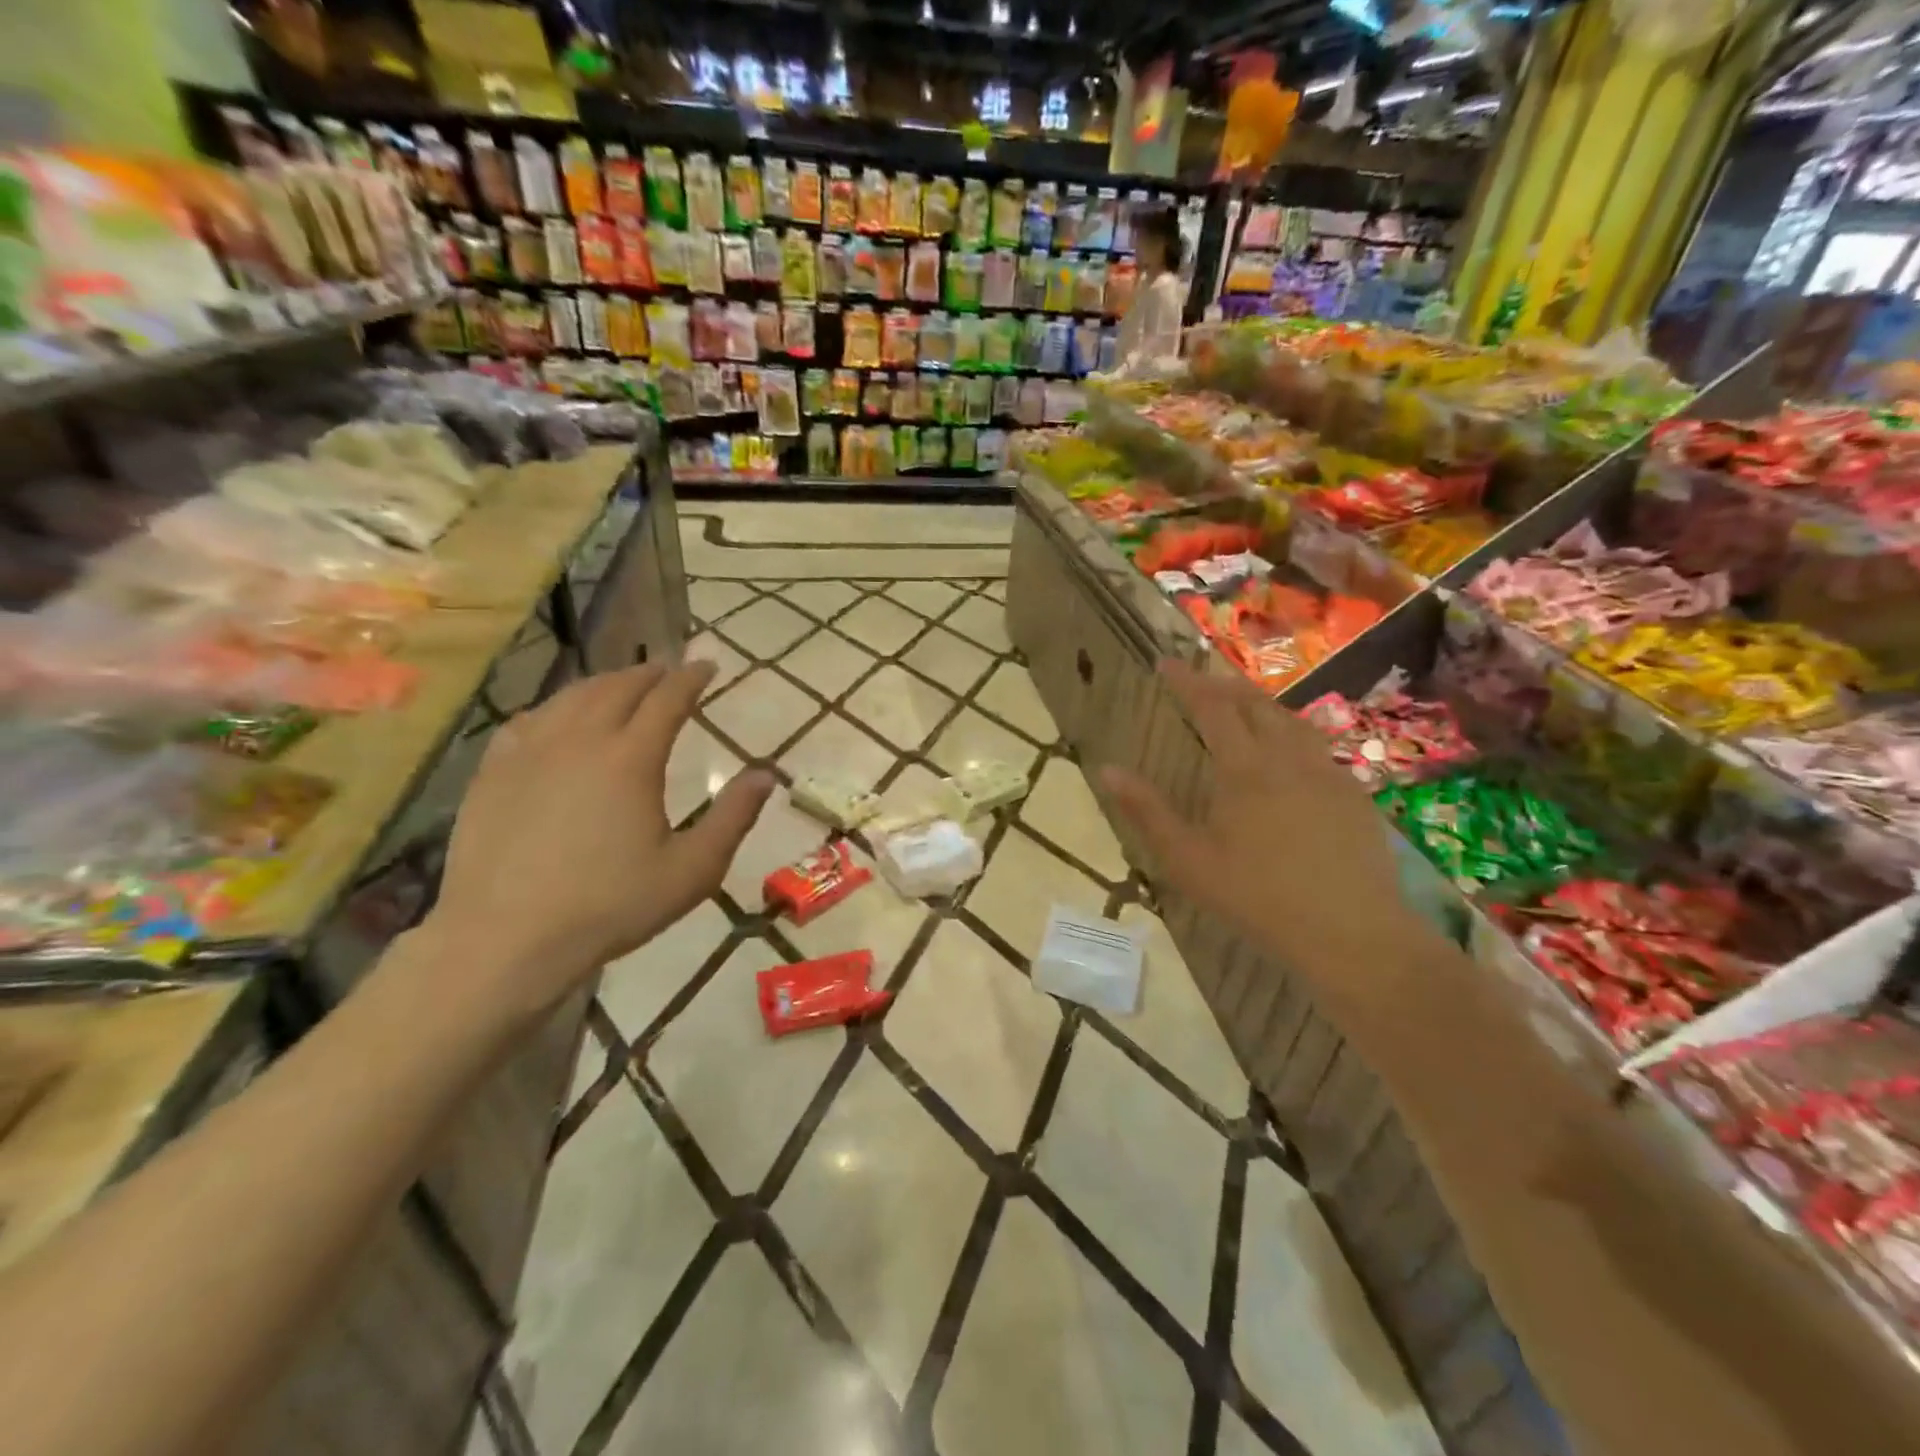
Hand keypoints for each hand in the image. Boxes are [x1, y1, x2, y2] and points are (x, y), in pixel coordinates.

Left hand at [426, 661, 771, 1019]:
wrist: (506, 938)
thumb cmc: (611, 905)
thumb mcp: (692, 869)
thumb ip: (733, 817)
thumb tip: (766, 775)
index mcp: (631, 758)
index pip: (667, 699)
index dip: (691, 677)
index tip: (707, 665)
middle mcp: (581, 740)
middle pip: (618, 687)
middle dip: (649, 674)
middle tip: (669, 670)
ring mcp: (530, 752)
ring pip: (572, 697)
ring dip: (604, 683)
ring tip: (622, 685)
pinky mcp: (493, 772)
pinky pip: (529, 720)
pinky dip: (556, 707)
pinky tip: (558, 718)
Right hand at [1100, 661, 1423, 1016]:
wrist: (1351, 933)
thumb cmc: (1257, 897)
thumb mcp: (1187, 860)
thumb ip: (1146, 811)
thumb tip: (1107, 770)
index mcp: (1244, 769)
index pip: (1212, 707)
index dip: (1188, 681)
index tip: (1166, 663)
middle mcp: (1288, 758)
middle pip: (1256, 704)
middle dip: (1225, 686)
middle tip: (1202, 682)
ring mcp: (1328, 774)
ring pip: (1293, 722)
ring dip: (1263, 707)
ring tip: (1244, 710)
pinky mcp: (1354, 796)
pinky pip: (1319, 748)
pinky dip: (1293, 736)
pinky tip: (1290, 759)